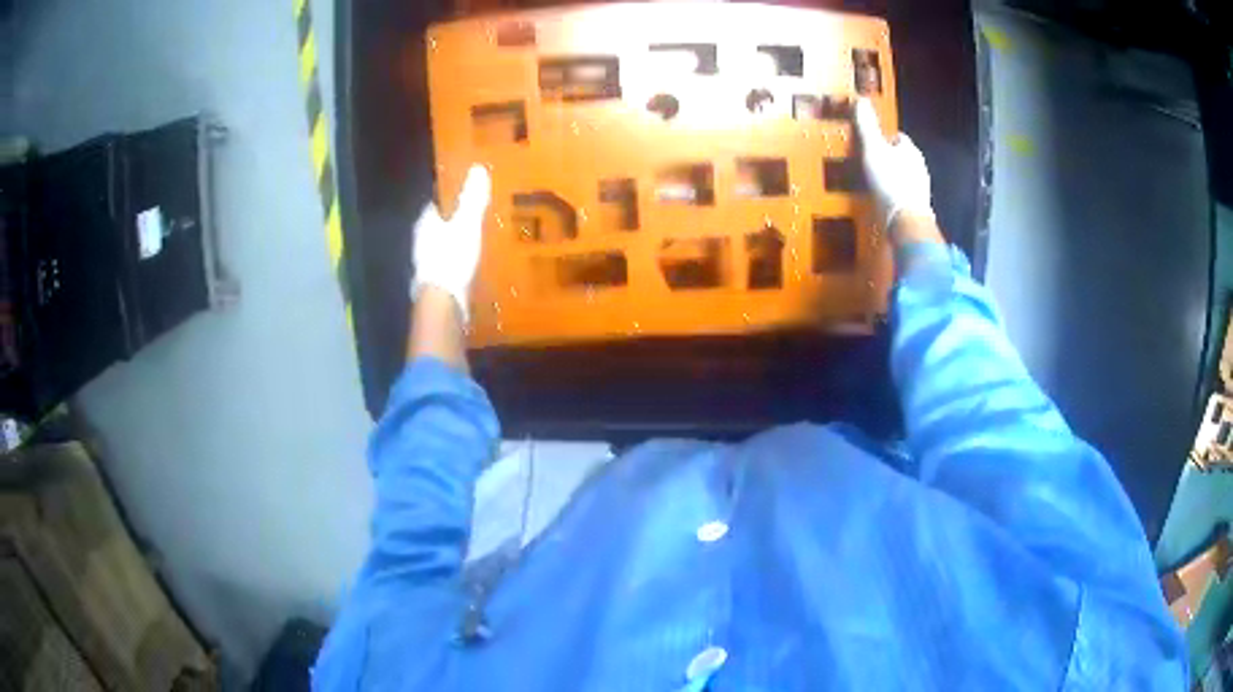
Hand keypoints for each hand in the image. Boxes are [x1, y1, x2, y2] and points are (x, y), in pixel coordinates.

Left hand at [411, 164, 491, 321]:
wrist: (442, 300)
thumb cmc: (451, 257)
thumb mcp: (466, 224)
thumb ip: (472, 199)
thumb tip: (477, 168)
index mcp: (425, 223)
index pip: (435, 203)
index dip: (449, 197)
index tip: (464, 193)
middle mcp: (421, 241)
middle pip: (437, 225)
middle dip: (452, 220)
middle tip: (473, 215)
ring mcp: (425, 263)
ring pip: (441, 245)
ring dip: (453, 242)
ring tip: (475, 238)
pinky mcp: (434, 281)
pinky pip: (447, 264)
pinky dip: (456, 261)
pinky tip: (470, 263)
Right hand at [854, 98, 933, 230]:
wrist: (905, 221)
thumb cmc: (890, 181)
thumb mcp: (873, 148)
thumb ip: (867, 125)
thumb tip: (861, 99)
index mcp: (911, 151)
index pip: (899, 138)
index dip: (885, 138)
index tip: (872, 142)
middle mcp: (920, 168)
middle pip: (902, 158)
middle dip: (889, 159)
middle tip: (871, 162)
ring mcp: (920, 190)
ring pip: (904, 177)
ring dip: (892, 178)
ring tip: (874, 182)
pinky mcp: (916, 209)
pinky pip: (903, 196)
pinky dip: (894, 195)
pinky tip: (883, 200)